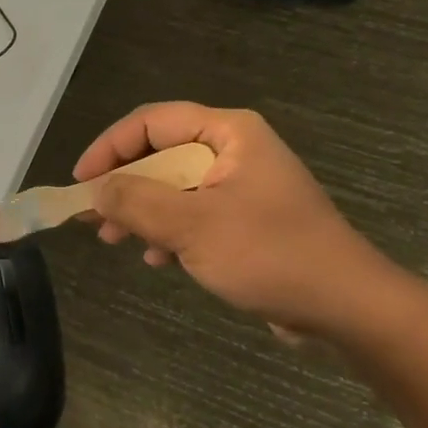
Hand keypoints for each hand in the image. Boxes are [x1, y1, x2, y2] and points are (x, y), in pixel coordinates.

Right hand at [75, 103, 396, 338]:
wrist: (345, 306)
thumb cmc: (270, 254)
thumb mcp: (193, 226)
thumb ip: (136, 202)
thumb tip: (95, 190)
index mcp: (229, 133)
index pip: (152, 122)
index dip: (109, 148)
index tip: (81, 183)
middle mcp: (235, 150)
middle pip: (161, 154)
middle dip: (123, 186)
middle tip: (93, 217)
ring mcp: (242, 186)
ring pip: (174, 187)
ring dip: (142, 213)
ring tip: (116, 242)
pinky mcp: (247, 219)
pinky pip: (194, 214)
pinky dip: (169, 232)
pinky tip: (158, 260)